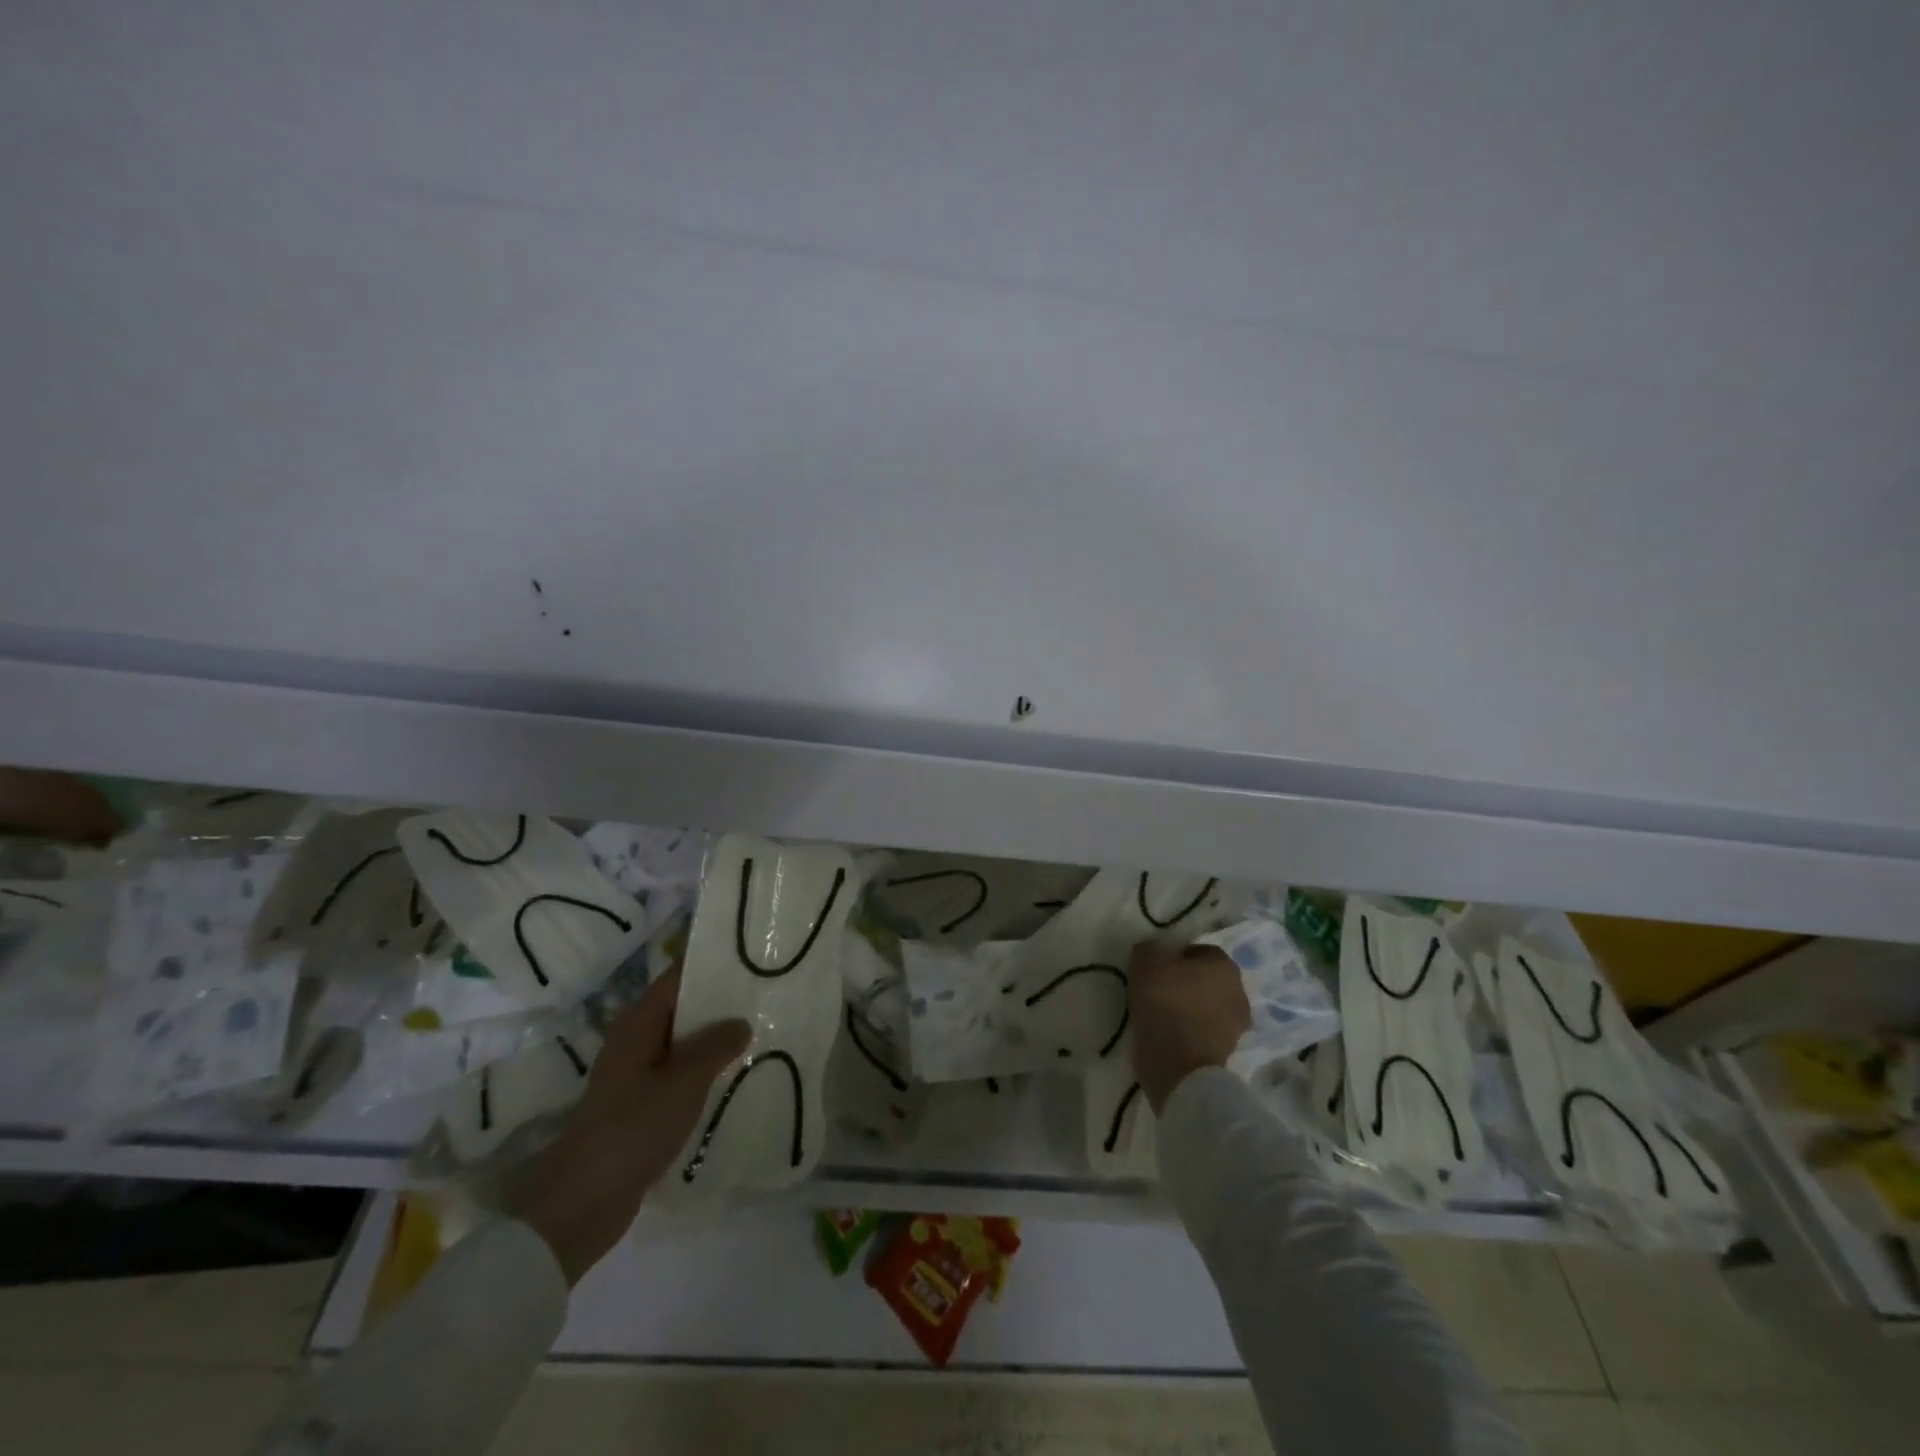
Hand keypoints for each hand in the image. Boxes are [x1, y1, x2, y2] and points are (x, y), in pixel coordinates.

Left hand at [506, 968, 749, 1284]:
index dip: (712, 964)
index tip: (752, 956)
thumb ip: (715, 1047)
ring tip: (764, 1032)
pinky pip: (682, 1076)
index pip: (678, 977)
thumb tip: (741, 1022)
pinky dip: (707, 1072)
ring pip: (685, 1044)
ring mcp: (638, 1075)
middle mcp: (636, 1040)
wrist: (582, 1204)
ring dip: (718, 1040)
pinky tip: (740, 1076)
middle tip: (769, 994)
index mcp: (638, 1023)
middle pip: (684, 1008)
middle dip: (722, 1003)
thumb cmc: (631, 1129)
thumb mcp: (683, 1083)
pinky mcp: (643, 1106)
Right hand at [1128, 942, 1250, 1113]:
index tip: (1155, 969)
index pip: (1199, 951)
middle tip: (1157, 990)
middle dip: (1186, 982)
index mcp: (1225, 965)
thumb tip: (1155, 953)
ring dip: (1189, 1008)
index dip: (1174, 957)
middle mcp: (1239, 991)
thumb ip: (1150, 949)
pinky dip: (1190, 1030)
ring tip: (1161, 1014)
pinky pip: (1204, 1031)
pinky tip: (1169, 1034)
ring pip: (1207, 1006)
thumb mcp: (1145, 961)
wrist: (1178, 1066)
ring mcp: (1237, 1025)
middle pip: (1206, 979)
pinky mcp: (1228, 1052)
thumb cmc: (1165, 1003)